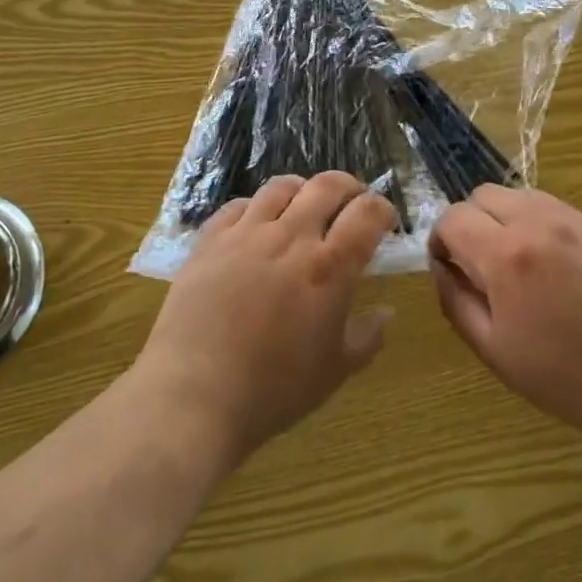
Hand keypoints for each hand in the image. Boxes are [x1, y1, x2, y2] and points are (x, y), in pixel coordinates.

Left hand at [137, 172, 396, 465]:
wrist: (195, 395)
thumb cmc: (274, 389)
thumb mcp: (335, 371)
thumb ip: (368, 336)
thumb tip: (386, 310)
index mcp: (330, 267)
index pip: (368, 213)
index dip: (383, 210)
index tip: (385, 223)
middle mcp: (291, 238)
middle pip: (328, 186)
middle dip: (349, 188)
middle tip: (351, 205)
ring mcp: (246, 235)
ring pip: (281, 187)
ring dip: (302, 191)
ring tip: (304, 207)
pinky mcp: (210, 242)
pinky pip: (237, 206)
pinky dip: (256, 208)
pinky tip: (257, 225)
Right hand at [429, 186, 581, 453]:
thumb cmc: (564, 379)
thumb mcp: (493, 349)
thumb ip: (455, 299)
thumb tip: (442, 266)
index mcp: (507, 255)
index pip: (453, 217)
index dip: (441, 241)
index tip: (450, 269)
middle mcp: (541, 223)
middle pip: (484, 195)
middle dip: (472, 223)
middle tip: (484, 267)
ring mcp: (580, 221)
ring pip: (523, 196)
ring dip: (508, 220)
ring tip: (523, 266)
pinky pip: (560, 212)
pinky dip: (545, 229)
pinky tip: (562, 272)